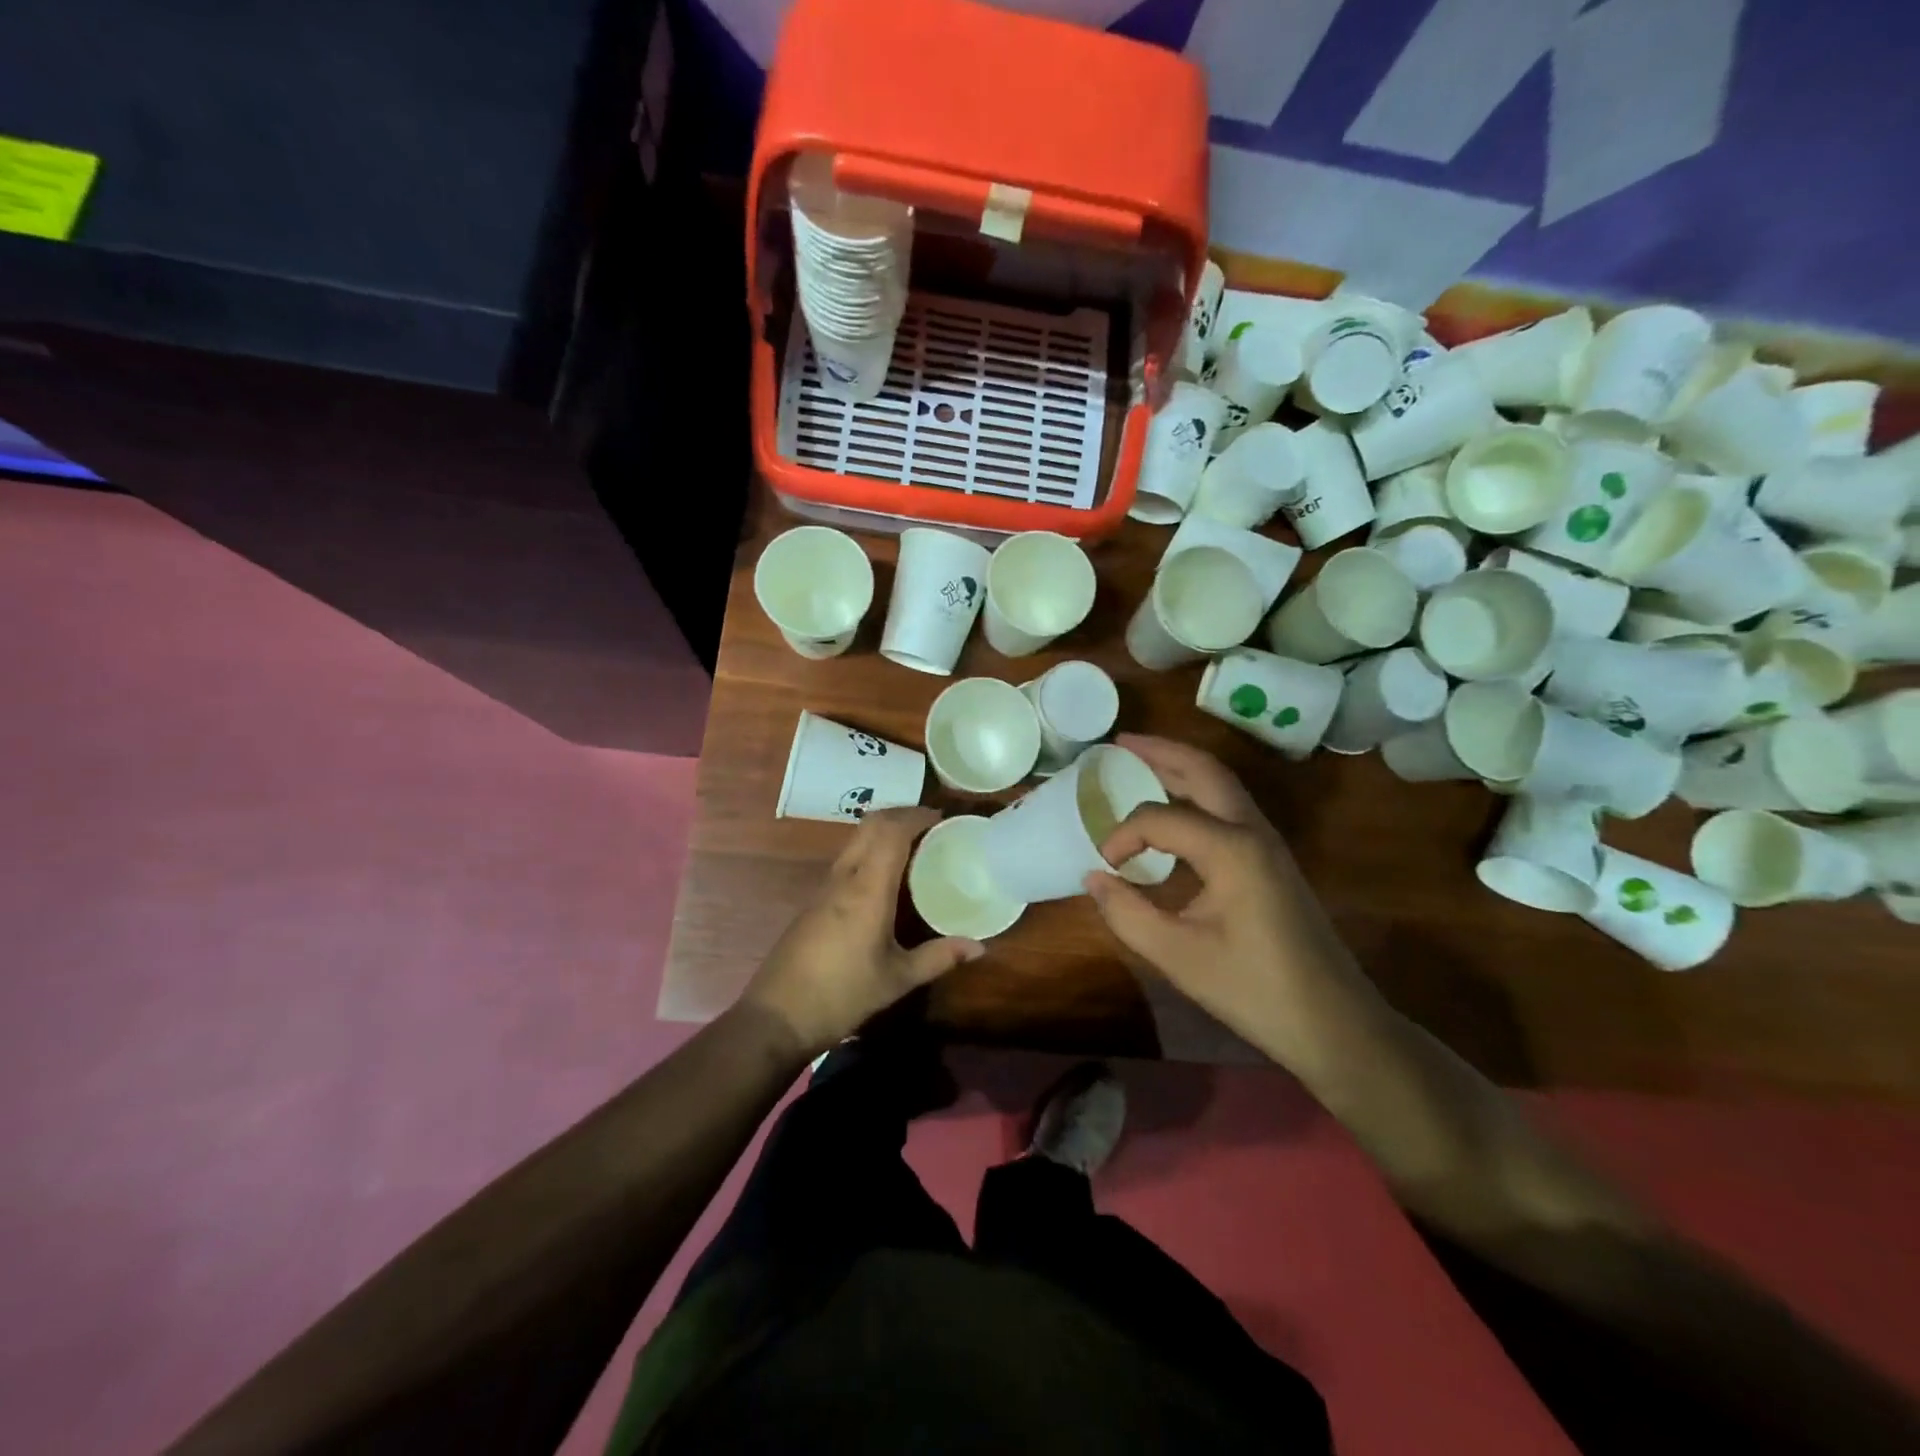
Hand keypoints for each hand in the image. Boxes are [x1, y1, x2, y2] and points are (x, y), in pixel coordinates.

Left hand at [739, 808, 983, 1058]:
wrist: (777, 1016)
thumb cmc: (842, 995)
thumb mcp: (898, 979)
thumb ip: (939, 958)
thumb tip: (979, 948)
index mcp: (867, 888)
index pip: (891, 831)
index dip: (916, 816)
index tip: (942, 817)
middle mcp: (844, 877)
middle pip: (870, 825)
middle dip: (901, 815)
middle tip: (931, 825)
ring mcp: (824, 887)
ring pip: (855, 839)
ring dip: (883, 830)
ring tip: (913, 846)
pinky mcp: (814, 900)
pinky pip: (847, 859)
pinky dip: (870, 850)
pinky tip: (885, 877)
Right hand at [1084, 735, 1382, 1071]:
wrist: (1334, 1023)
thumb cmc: (1254, 990)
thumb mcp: (1178, 956)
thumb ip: (1127, 912)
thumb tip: (1094, 876)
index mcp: (1231, 848)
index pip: (1159, 818)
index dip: (1123, 835)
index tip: (1104, 864)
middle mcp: (1253, 831)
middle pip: (1204, 770)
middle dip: (1160, 751)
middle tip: (1119, 744)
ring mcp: (1269, 843)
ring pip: (1221, 785)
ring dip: (1181, 768)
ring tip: (1141, 763)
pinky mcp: (1273, 860)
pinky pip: (1229, 808)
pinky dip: (1196, 795)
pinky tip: (1174, 815)